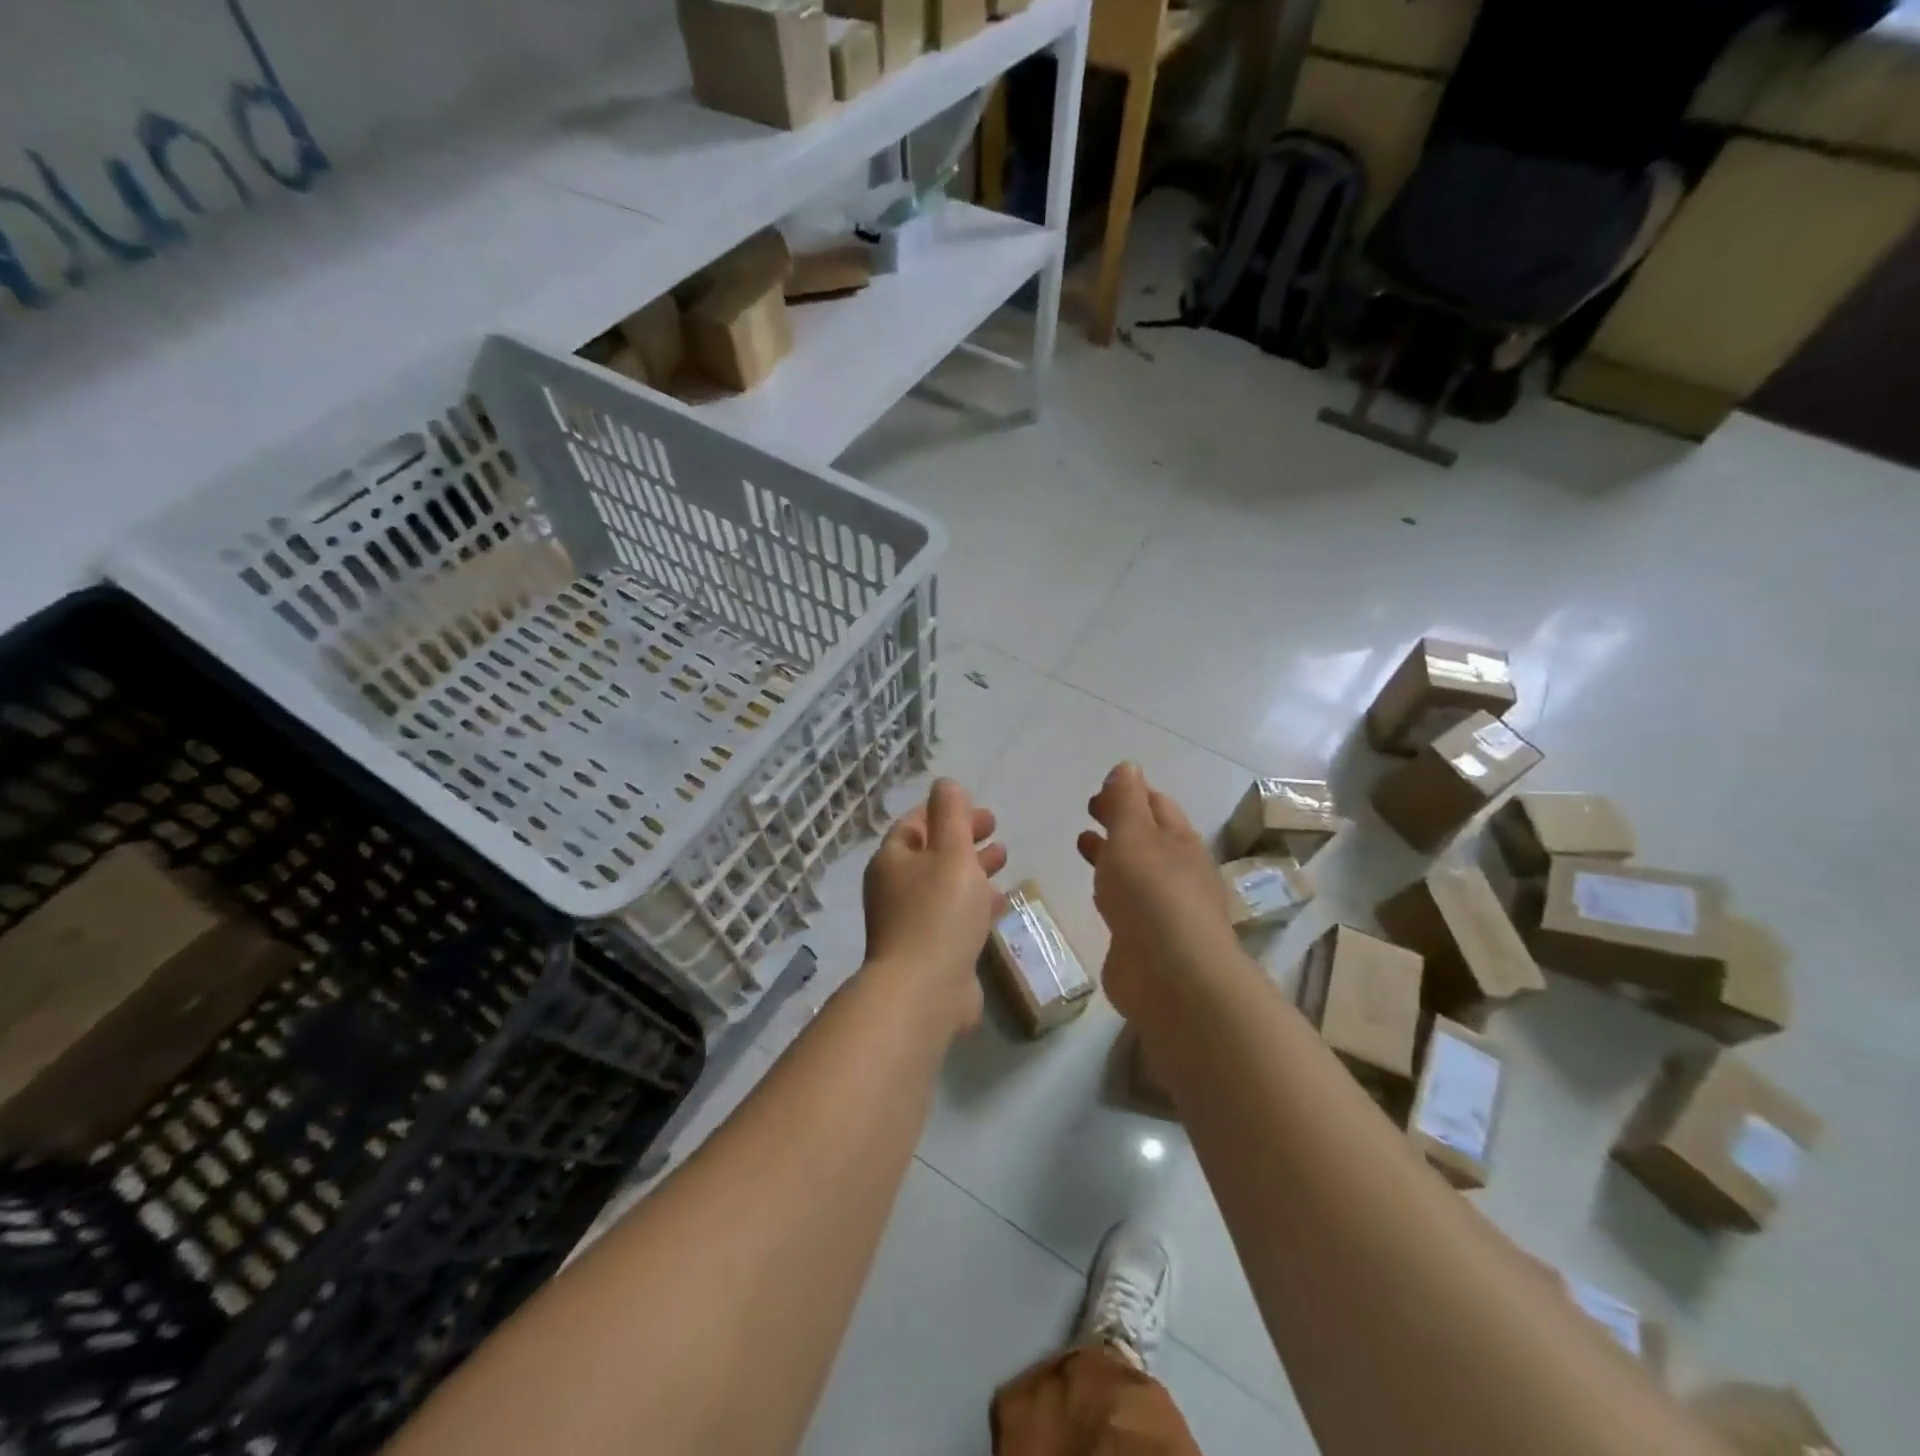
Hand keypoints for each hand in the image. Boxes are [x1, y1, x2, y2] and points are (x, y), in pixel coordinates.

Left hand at [863, 779, 1007, 1034]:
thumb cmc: (939, 912)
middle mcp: (895, 888)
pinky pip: (953, 915)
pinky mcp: (929, 950)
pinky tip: (1001, 901)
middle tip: (996, 829)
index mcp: (893, 860)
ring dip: (972, 868)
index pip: (916, 823)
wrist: (924, 991)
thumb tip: (946, 784)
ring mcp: (909, 922)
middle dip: (963, 838)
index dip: (946, 812)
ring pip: (944, 884)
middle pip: (931, 852)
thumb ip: (952, 814)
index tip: (979, 810)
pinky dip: (975, 902)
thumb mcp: (951, 852)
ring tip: (1004, 858)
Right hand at [1076, 763, 1235, 1020]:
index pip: (1157, 804)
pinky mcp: (1148, 937)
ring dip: (1112, 852)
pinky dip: (1111, 887)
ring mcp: (1165, 907)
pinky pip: (1127, 902)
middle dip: (1120, 819)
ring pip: (1136, 869)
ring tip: (1082, 842)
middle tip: (1089, 808)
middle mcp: (1178, 870)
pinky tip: (1095, 892)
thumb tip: (1127, 766)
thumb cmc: (1151, 893)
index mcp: (1180, 840)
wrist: (1170, 975)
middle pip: (1148, 835)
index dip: (1131, 792)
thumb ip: (1126, 801)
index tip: (1101, 788)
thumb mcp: (1134, 834)